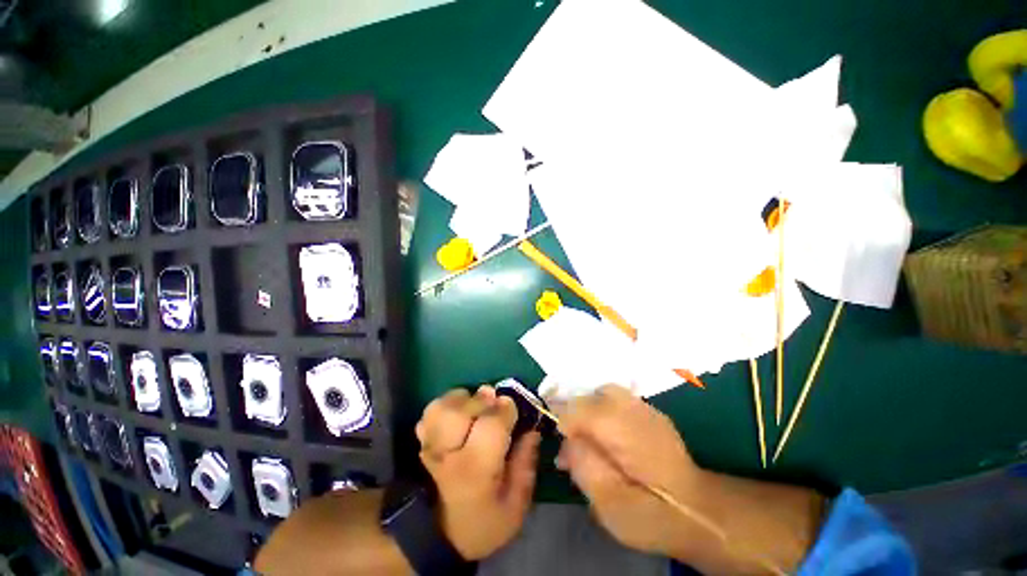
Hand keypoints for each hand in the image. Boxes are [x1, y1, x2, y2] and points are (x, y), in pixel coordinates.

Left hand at [416, 386, 540, 560]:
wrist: (443, 537)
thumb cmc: (485, 523)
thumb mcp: (516, 506)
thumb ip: (526, 465)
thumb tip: (533, 430)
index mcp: (477, 469)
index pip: (491, 425)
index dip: (506, 409)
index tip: (514, 409)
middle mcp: (451, 454)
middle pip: (461, 410)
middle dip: (482, 399)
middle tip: (494, 404)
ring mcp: (432, 447)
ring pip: (441, 407)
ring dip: (462, 399)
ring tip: (475, 405)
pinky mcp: (424, 444)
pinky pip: (430, 413)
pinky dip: (445, 405)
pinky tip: (459, 414)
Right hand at [554, 384, 706, 558]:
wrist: (698, 513)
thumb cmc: (649, 515)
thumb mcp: (607, 503)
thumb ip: (582, 465)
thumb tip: (568, 440)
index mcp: (620, 430)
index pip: (577, 408)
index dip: (562, 422)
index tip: (561, 447)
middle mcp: (633, 409)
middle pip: (590, 395)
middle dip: (577, 414)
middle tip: (576, 444)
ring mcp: (645, 407)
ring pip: (605, 393)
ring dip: (592, 411)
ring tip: (594, 440)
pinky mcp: (652, 412)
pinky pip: (620, 400)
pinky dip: (608, 411)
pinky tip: (614, 436)